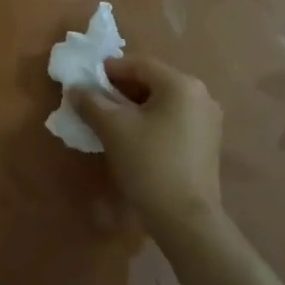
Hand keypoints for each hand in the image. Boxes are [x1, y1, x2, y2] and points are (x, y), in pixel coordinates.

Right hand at [72, 57, 223, 240]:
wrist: (186, 220)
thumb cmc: (149, 164)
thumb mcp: (113, 129)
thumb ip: (92, 102)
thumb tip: (76, 89)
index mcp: (181, 84)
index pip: (139, 65)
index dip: (110, 70)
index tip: (87, 82)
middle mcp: (201, 95)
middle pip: (153, 81)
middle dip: (122, 89)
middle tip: (96, 101)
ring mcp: (208, 120)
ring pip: (163, 101)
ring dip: (135, 106)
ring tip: (111, 120)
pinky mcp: (207, 142)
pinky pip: (173, 118)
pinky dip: (152, 120)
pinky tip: (134, 137)